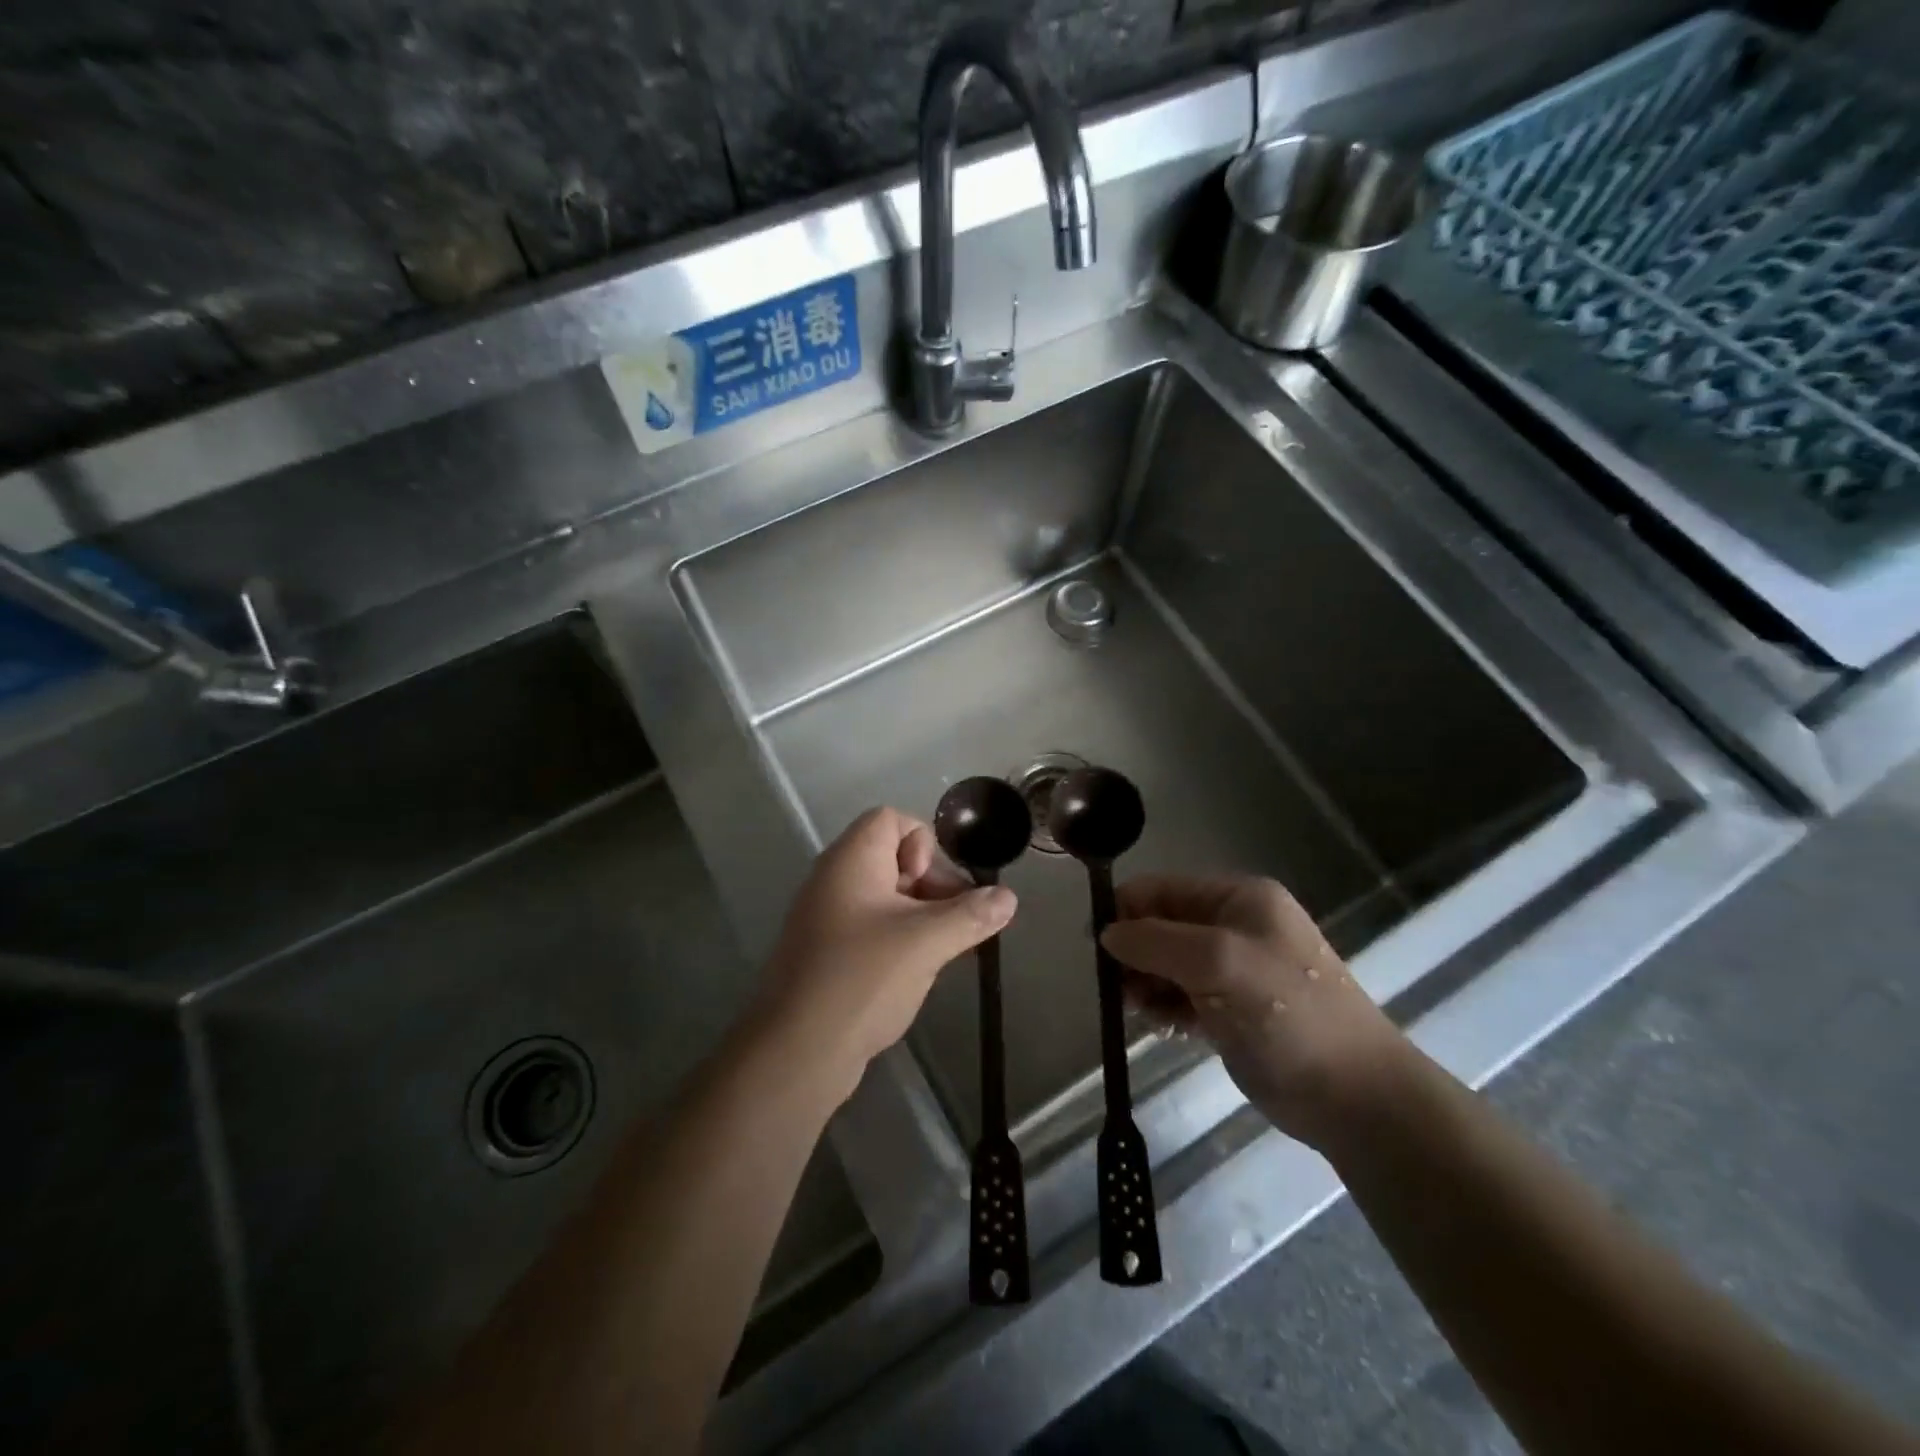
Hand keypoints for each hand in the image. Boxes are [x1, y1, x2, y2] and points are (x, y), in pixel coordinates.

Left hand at [756, 807, 1016, 1102]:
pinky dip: (899, 939)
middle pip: (892, 857)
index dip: (923, 844)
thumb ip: (971, 915)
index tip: (934, 886)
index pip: (890, 819)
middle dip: (932, 884)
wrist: (796, 1052)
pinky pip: (871, 927)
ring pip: (885, 897)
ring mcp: (826, 917)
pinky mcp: (827, 952)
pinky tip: (916, 972)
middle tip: (956, 924)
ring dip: (921, 916)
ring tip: (944, 951)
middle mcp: (834, 879)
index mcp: (851, 860)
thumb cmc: (862, 979)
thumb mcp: (927, 943)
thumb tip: (1008, 897)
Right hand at [1101, 874, 1407, 1147]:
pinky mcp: (1233, 1010)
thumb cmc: (1289, 1016)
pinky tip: (1162, 1029)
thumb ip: (1157, 941)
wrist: (1355, 1098)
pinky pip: (1182, 996)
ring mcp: (1236, 969)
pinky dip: (1165, 1008)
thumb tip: (1106, 933)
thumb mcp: (1219, 964)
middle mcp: (1236, 925)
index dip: (1126, 911)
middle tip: (1118, 989)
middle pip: (1162, 925)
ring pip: (1168, 963)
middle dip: (1135, 953)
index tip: (1096, 947)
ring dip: (1146, 984)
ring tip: (1141, 1012)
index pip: (1163, 889)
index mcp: (1239, 898)